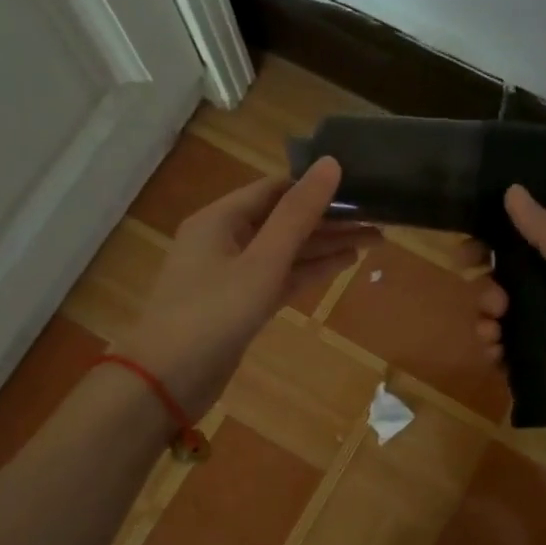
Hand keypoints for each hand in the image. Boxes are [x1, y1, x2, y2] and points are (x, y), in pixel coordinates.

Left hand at [122, 158, 373, 416]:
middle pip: (284, 219)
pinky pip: (281, 277)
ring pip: (286, 250)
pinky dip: (310, 270)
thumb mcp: (262, 262)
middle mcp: (225, 239)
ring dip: (326, 245)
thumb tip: (331, 163)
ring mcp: (233, 273)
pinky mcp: (241, 304)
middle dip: (329, 219)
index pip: (276, 189)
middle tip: (378, 217)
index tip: (359, 187)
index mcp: (220, 218)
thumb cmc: (213, 314)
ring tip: (374, 239)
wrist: (167, 381)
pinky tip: (345, 264)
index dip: (316, 186)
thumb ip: (298, 215)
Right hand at [474, 186, 545, 467]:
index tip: (466, 253)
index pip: (528, 252)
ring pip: (509, 328)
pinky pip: (514, 365)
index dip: (495, 249)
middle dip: (489, 293)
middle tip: (492, 304)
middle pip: (512, 292)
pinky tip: (496, 360)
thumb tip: (511, 190)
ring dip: (488, 325)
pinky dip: (499, 359)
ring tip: (490, 334)